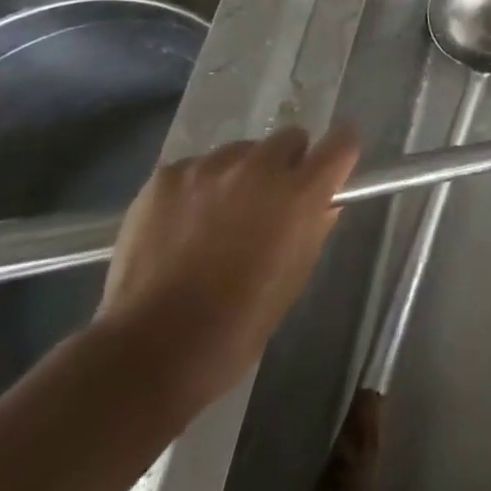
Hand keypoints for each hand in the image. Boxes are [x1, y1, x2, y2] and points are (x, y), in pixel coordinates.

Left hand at [95, 125, 358, 413]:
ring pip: (240, 153)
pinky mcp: (167, 176)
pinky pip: (195, 169)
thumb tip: (322, 203)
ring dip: (239, 176)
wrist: (150, 352)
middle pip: (289, 138)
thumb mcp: (294, 280)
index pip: (340, 142)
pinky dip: (196, 190)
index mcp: (298, 193)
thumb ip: (313, 229)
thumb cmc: (237, 326)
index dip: (338, 153)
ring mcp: (209, 167)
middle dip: (285, 166)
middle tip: (267, 205)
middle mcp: (259, 167)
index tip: (330, 169)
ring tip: (215, 220)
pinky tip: (180, 227)